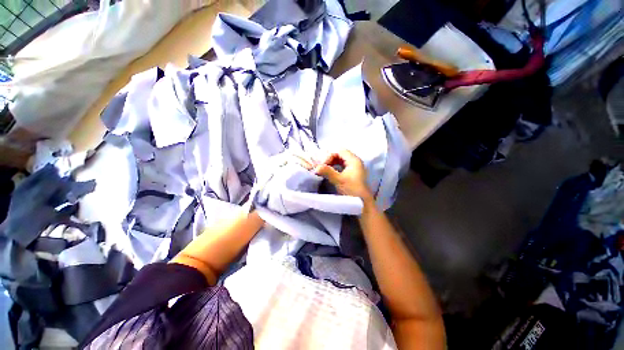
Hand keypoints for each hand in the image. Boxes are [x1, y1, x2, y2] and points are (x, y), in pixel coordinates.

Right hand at [314, 150, 372, 201]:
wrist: (362, 204)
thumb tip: (316, 167)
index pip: (340, 151)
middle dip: (330, 159)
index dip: (330, 156)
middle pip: (340, 155)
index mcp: (354, 160)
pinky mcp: (353, 174)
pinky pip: (343, 166)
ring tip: (325, 170)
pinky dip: (336, 168)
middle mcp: (355, 161)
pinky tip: (331, 173)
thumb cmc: (352, 190)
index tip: (323, 165)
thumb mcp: (338, 180)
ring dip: (332, 164)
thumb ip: (327, 172)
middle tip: (322, 167)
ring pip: (341, 161)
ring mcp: (355, 168)